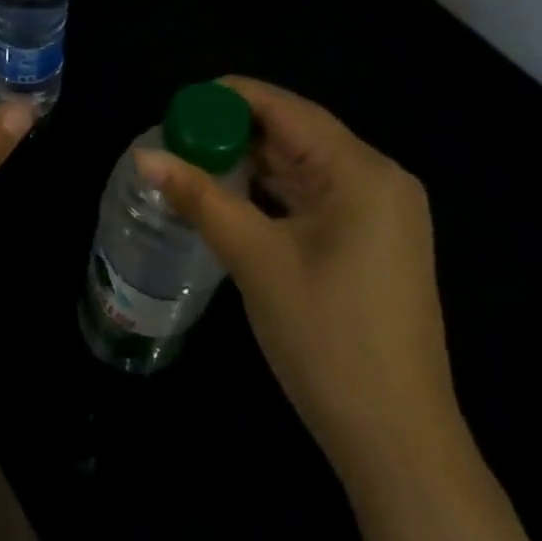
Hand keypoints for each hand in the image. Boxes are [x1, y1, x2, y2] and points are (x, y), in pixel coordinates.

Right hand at [137, 77, 454, 456]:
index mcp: (362, 171)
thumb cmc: (326, 338)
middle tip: (177, 136)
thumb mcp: (255, 259)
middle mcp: (380, 179)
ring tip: (195, 160)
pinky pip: (318, 197)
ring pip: (306, 166)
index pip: (286, 109)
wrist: (397, 442)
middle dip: (237, 131)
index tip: (178, 104)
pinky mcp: (376, 242)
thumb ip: (199, 197)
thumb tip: (144, 157)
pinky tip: (235, 195)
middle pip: (297, 133)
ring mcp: (383, 213)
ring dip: (254, 162)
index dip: (229, 98)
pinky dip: (275, 192)